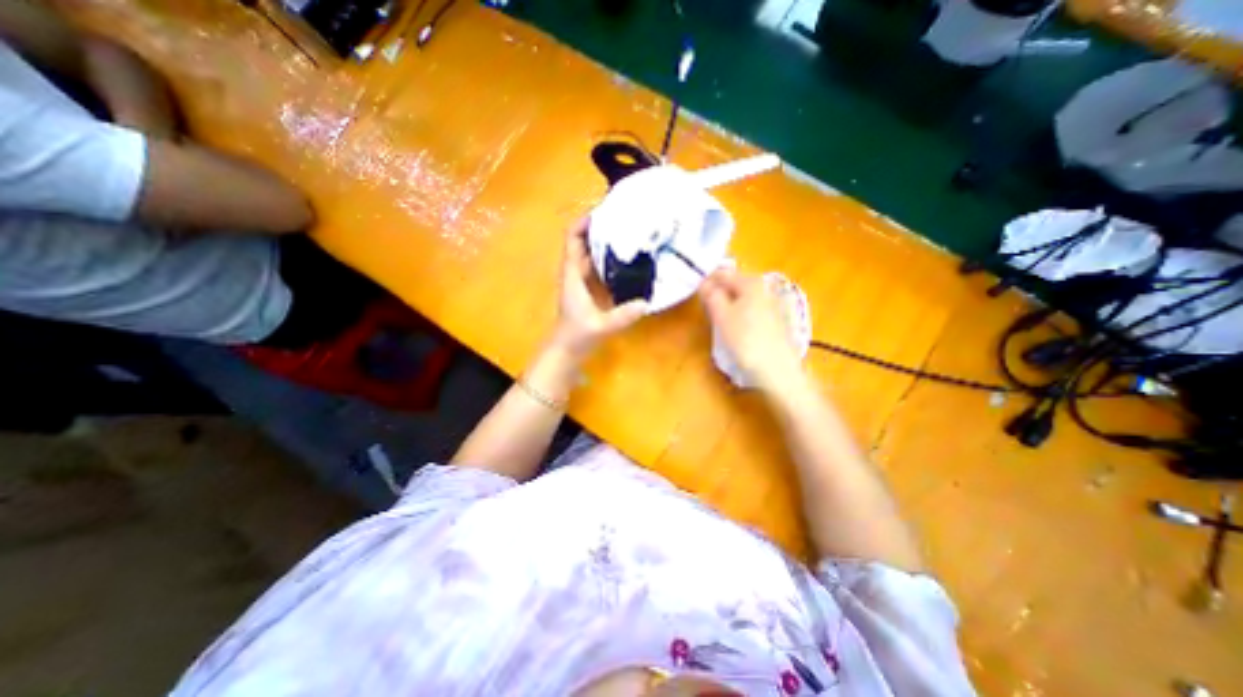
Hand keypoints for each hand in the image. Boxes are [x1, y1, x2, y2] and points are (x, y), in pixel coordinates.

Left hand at [554, 217, 650, 358]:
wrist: (566, 350)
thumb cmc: (577, 336)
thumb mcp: (600, 326)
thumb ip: (622, 316)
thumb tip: (646, 302)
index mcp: (572, 275)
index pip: (572, 239)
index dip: (582, 222)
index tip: (602, 211)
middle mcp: (575, 273)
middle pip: (582, 242)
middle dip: (598, 227)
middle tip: (623, 219)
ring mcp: (582, 281)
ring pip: (590, 254)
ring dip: (604, 242)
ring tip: (627, 233)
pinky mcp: (589, 289)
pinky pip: (598, 267)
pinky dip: (608, 259)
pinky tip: (627, 259)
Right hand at [697, 266, 805, 392]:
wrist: (777, 370)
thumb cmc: (746, 340)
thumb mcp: (721, 316)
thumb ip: (711, 295)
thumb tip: (704, 283)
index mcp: (751, 282)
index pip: (722, 274)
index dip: (706, 283)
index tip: (697, 297)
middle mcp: (765, 287)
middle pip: (734, 285)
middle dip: (719, 294)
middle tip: (708, 311)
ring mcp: (773, 303)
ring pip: (743, 298)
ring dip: (729, 306)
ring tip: (721, 324)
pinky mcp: (777, 320)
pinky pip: (752, 310)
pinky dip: (741, 315)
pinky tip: (738, 331)